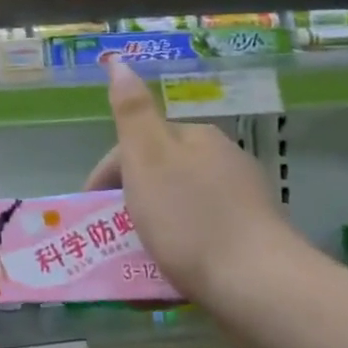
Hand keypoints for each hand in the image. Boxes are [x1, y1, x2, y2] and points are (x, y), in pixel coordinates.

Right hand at [84, 61, 310, 315]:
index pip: (137, 146)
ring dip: (150, 233)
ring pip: (178, 210)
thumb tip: (119, 61)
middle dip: (127, 206)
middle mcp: (223, 162)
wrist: (259, 287)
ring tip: (131, 264)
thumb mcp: (148, 159)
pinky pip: (201, 240)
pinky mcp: (252, 242)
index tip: (88, 212)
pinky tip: (165, 278)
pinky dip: (177, 254)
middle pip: (158, 178)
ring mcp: (242, 203)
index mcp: (197, 138)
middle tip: (106, 240)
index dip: (105, 176)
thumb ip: (131, 111)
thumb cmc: (191, 219)